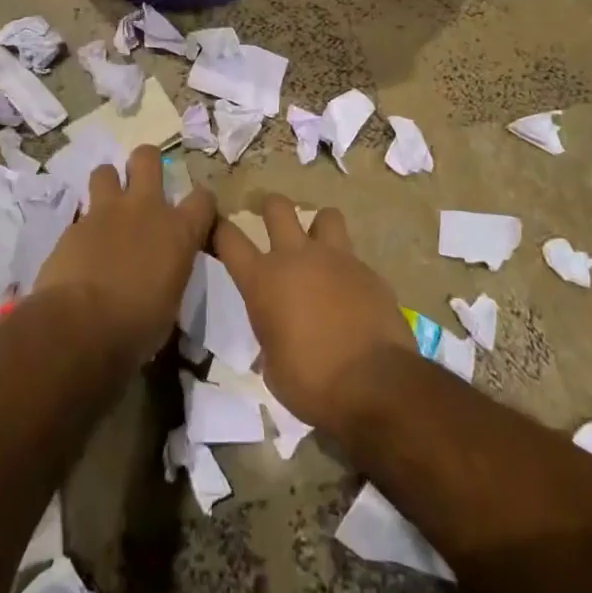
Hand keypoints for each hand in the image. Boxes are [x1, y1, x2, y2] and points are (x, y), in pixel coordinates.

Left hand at [35, 144, 215, 366]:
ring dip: (108, 184)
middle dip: (146, 163)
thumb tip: (161, 274)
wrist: (80, 327)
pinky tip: (81, 248)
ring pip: (106, 171)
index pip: (203, 199)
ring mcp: (106, 212)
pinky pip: (82, 214)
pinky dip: (85, 226)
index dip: (201, 203)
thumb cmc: (137, 327)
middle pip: (147, 158)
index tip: (195, 214)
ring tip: (107, 207)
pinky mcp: (74, 225)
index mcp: (178, 231)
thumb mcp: (169, 303)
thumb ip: (169, 273)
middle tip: (142, 182)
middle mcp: (145, 209)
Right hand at [212, 194, 414, 433]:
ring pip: (325, 215)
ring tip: (320, 248)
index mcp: (263, 280)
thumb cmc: (313, 383)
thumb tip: (279, 331)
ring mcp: (335, 259)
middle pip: (277, 207)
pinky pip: (353, 257)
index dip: (219, 229)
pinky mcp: (368, 271)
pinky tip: (351, 292)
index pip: (229, 239)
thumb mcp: (273, 367)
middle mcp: (296, 257)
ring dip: (319, 228)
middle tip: (272, 222)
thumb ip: (271, 336)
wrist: (374, 385)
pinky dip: (348, 269)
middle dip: (271, 208)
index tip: (217, 226)